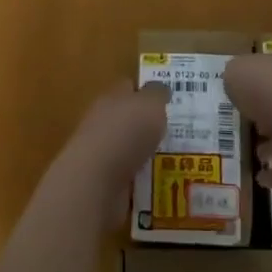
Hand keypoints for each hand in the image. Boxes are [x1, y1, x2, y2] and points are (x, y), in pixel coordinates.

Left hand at [47, 82, 169, 227]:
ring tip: (174, 160)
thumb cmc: (126, 133)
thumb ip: (157, 95)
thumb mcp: (150, 104)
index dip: (146, 91)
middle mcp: (103, 122)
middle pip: (128, 119)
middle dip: (148, 125)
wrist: (96, 180)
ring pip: (129, 149)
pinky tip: (159, 184)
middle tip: (175, 132)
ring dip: (145, 154)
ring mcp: (101, 153)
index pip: (128, 87)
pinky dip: (141, 180)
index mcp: (111, 98)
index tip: (167, 99)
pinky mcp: (103, 182)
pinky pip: (128, 177)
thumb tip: (159, 90)